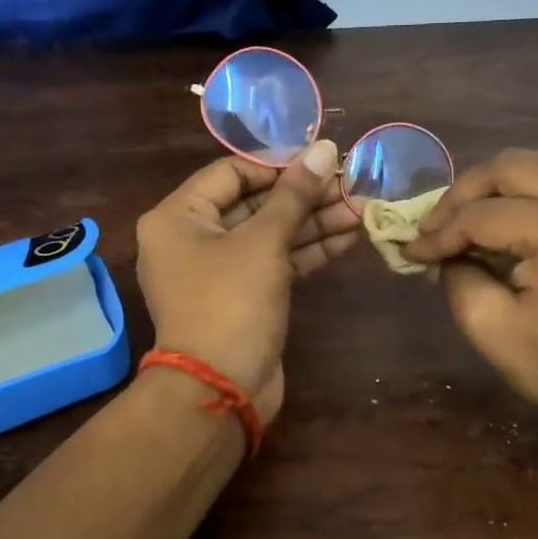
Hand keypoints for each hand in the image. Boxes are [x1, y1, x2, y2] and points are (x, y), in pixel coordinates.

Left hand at [135, 140, 356, 422]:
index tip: (321, 161)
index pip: (231, 172)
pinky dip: (306, 251)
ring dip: (312, 223)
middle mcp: (191, 240)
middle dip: (303, 196)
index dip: (278, 165)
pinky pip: (273, 263)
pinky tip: (346, 238)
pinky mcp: (242, 297)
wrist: (220, 390)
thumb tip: (324, 148)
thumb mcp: (264, 242)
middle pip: (252, 204)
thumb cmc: (231, 303)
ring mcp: (217, 272)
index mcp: (177, 217)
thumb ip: (295, 194)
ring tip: (359, 209)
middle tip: (349, 185)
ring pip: (268, 235)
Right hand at [404, 149, 537, 438]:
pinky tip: (500, 226)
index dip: (440, 232)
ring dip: (492, 191)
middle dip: (463, 195)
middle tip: (434, 227)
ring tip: (460, 225)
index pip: (484, 214)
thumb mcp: (490, 326)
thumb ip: (456, 274)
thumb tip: (443, 249)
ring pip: (536, 167)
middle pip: (511, 167)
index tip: (411, 252)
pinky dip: (523, 197)